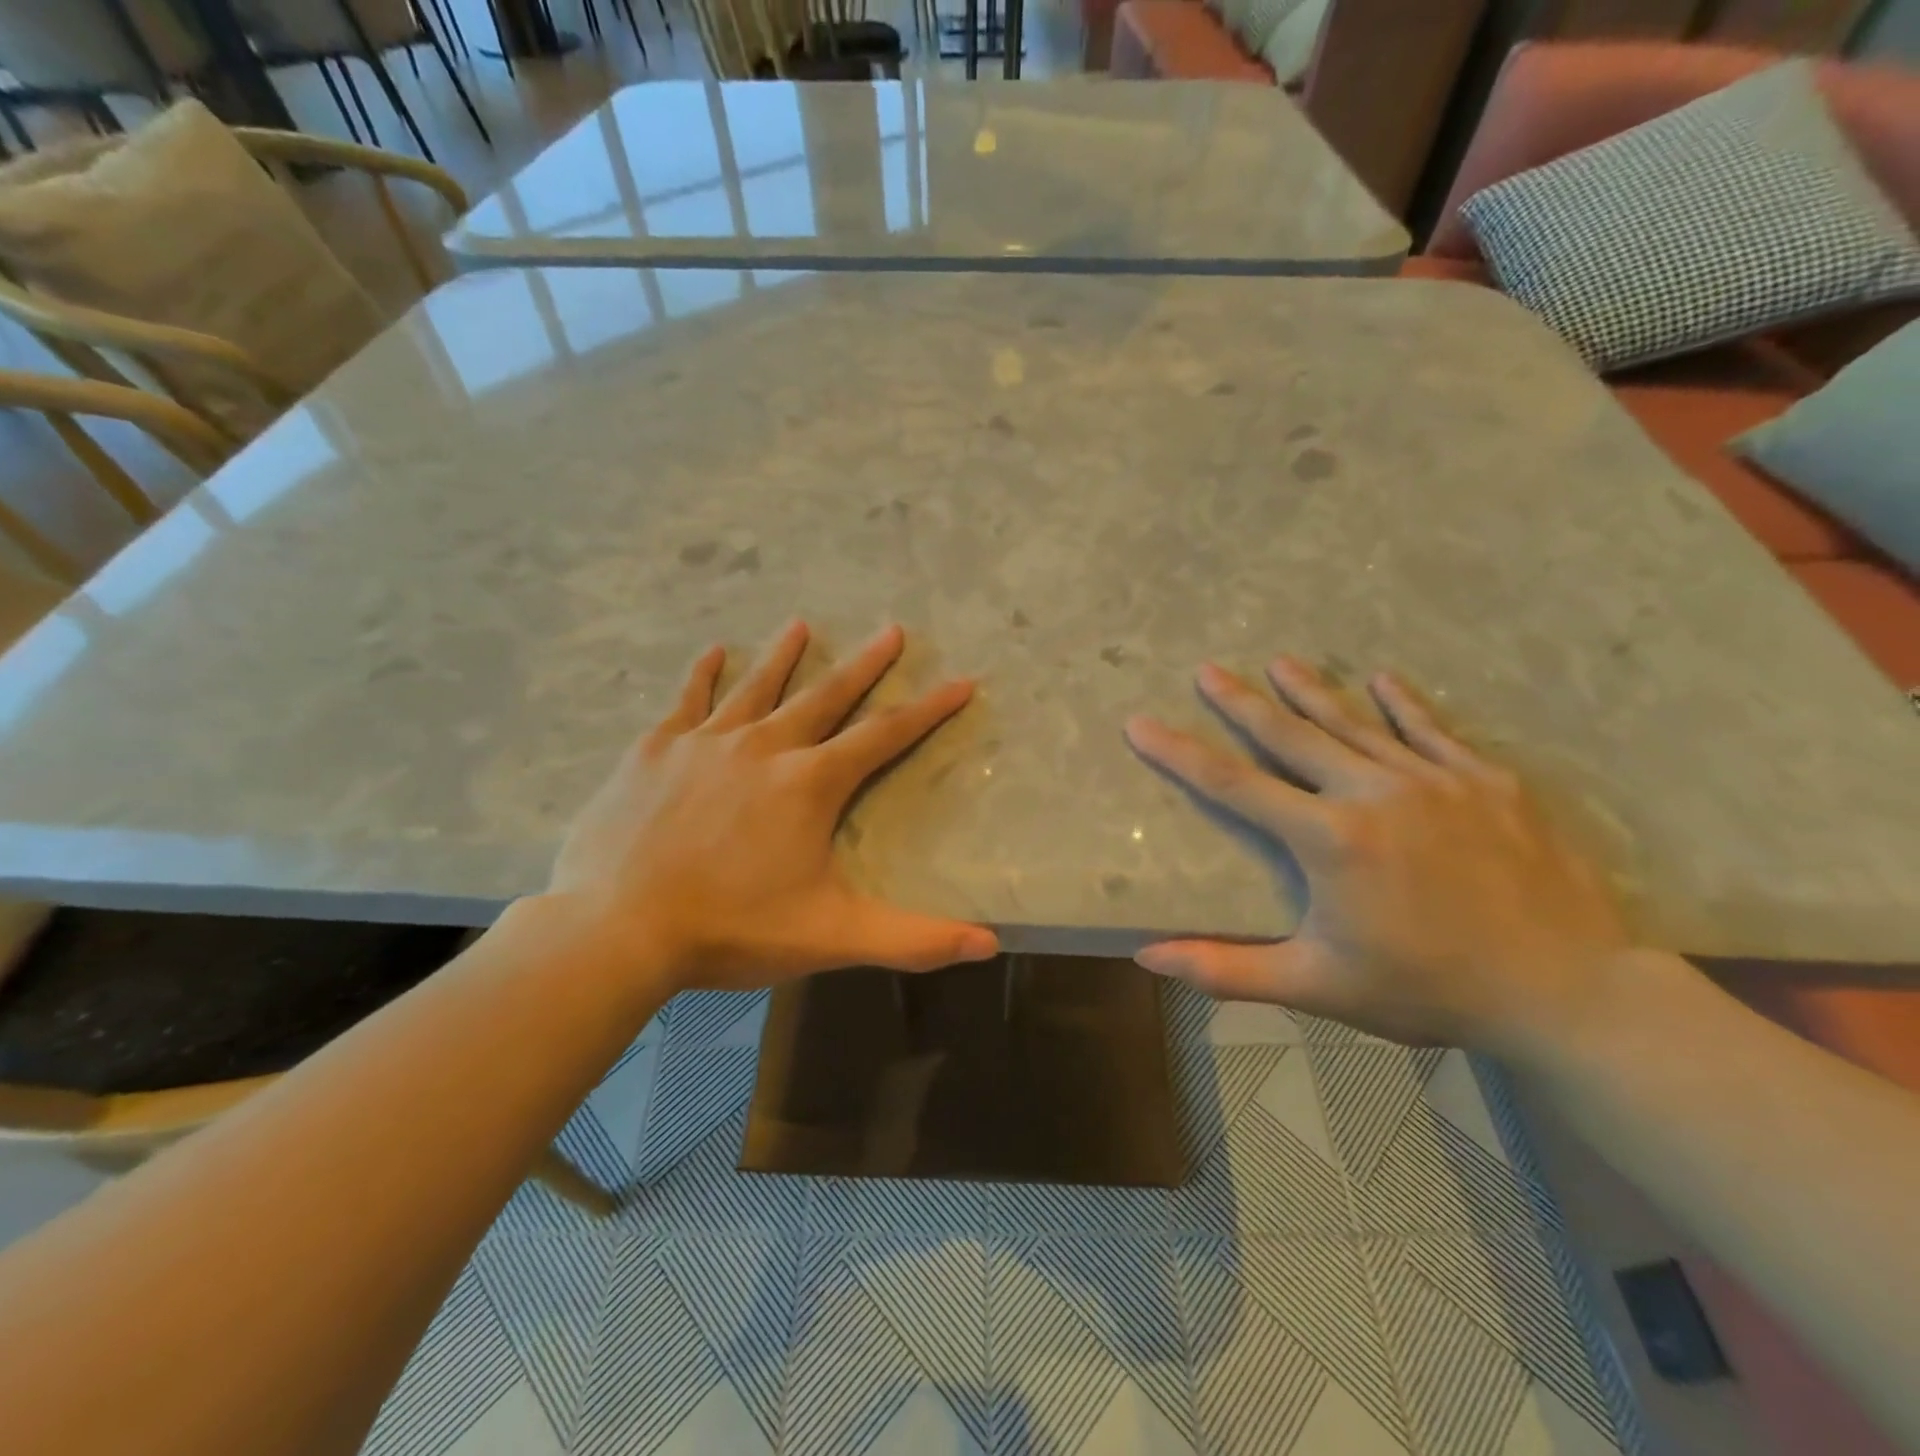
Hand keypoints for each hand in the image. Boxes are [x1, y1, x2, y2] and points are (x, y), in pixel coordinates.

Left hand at [546, 621, 998, 991]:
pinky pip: (687, 701)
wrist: (617, 929)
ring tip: (802, 624)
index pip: (884, 735)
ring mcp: (706, 743)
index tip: (960, 680)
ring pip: (757, 687)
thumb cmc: (731, 929)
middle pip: (826, 695)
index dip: (928, 709)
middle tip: (891, 629)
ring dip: (784, 656)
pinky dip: (702, 676)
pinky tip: (712, 652)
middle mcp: (765, 747)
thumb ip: (914, 940)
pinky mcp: (655, 751)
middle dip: (864, 664)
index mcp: (809, 783)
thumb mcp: (833, 937)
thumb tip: (990, 945)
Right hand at [1125, 657, 1632, 1056]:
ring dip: (1313, 691)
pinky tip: (1384, 679)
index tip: (1141, 724)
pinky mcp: (1488, 782)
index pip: (1234, 785)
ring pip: (1358, 723)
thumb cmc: (1429, 989)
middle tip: (1208, 669)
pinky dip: (1405, 704)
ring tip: (1279, 661)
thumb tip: (1146, 957)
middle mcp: (1374, 793)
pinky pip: (1434, 731)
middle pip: (1292, 736)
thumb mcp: (1317, 987)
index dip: (1180, 753)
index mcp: (1329, 839)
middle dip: (1242, 702)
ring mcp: (1435, 781)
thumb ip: (1227, 969)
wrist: (1570, 993)